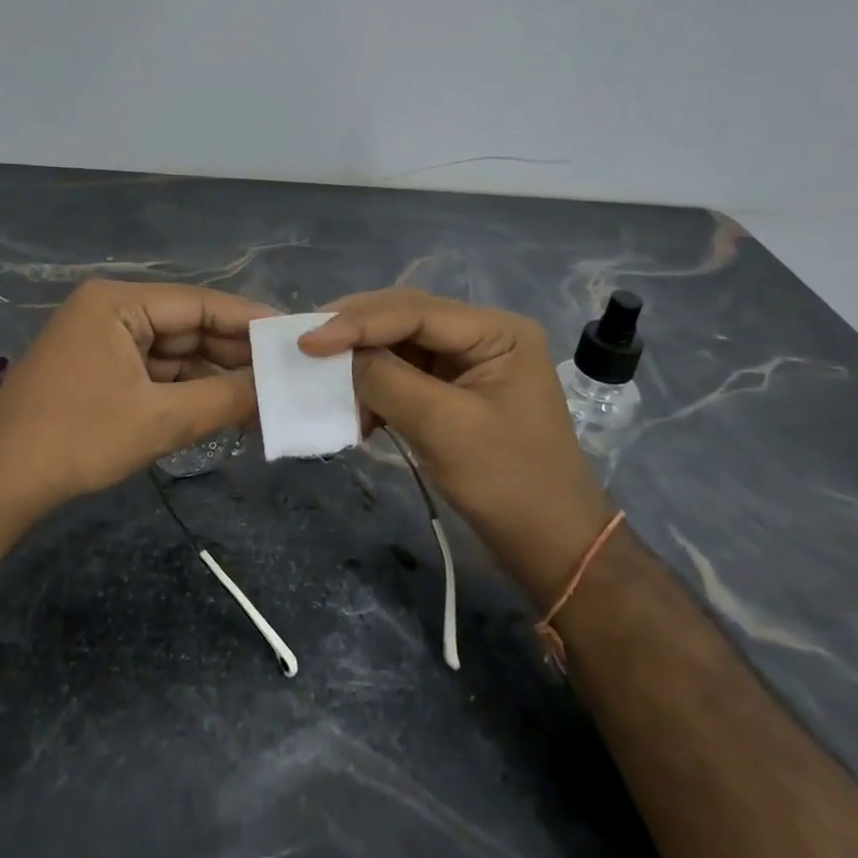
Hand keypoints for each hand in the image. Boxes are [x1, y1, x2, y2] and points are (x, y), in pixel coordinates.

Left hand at [0, 279, 274, 523]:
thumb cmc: (78, 438)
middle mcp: (110, 311)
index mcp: (118, 303)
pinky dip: (187, 390)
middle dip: (232, 353)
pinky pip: (155, 372)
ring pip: (174, 352)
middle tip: (285, 371)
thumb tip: (279, 391)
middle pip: (187, 326)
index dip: (248, 320)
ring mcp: (102, 342)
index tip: (293, 335)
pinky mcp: (100, 371)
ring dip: (213, 375)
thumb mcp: (160, 419)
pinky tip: (224, 407)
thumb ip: (224, 399)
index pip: (198, 303)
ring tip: (265, 394)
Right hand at [300, 289, 613, 607]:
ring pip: (400, 346)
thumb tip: (336, 355)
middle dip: (355, 333)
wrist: (551, 545)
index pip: (415, 311)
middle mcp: (484, 334)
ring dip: (362, 363)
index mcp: (497, 331)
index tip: (307, 341)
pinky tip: (357, 411)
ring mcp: (469, 362)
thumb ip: (386, 379)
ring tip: (324, 380)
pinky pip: (405, 374)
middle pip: (405, 319)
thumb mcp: (443, 426)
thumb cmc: (508, 483)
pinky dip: (376, 389)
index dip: (357, 322)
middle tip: (305, 344)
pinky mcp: (455, 390)